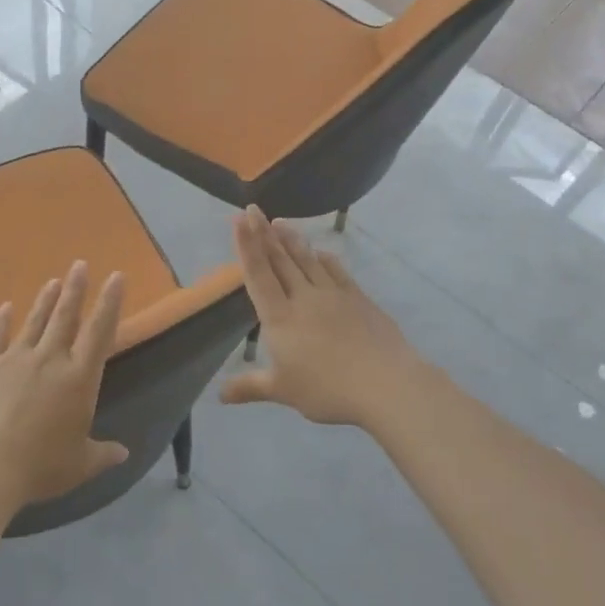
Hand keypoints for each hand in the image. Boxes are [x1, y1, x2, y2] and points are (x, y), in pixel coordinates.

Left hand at [0, 262, 127, 507]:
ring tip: (53, 281)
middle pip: (66, 316)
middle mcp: (50, 359)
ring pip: (34, 322)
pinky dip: (0, 322)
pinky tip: (4, 308)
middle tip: (80, 264)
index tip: (116, 276)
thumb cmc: (41, 467)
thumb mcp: (80, 464)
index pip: (100, 331)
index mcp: (79, 379)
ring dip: (45, 300)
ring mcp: (14, 359)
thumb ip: (103, 454)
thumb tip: (123, 452)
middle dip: (75, 289)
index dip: (110, 302)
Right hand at [221, 207, 423, 426]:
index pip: (258, 275)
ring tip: (280, 223)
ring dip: (292, 240)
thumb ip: (250, 387)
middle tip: (254, 209)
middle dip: (264, 234)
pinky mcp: (359, 299)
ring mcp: (334, 295)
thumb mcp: (282, 391)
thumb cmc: (327, 389)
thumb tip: (220, 395)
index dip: (247, 246)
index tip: (240, 219)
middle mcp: (304, 298)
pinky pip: (336, 271)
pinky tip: (321, 252)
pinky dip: (325, 259)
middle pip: (281, 260)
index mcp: (280, 317)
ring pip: (308, 260)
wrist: (385, 383)